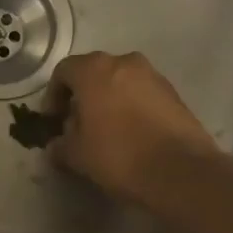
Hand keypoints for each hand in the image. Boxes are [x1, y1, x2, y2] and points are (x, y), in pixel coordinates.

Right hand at [47, 51, 224, 208]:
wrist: (180, 171)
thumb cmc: (118, 154)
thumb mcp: (77, 154)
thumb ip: (61, 144)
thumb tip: (57, 144)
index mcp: (95, 69)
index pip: (63, 71)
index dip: (53, 95)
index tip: (53, 120)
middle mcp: (125, 62)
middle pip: (94, 73)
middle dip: (82, 96)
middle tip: (77, 125)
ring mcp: (154, 76)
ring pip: (120, 82)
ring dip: (108, 100)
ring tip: (105, 131)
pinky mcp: (174, 94)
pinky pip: (142, 94)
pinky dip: (131, 107)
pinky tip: (131, 134)